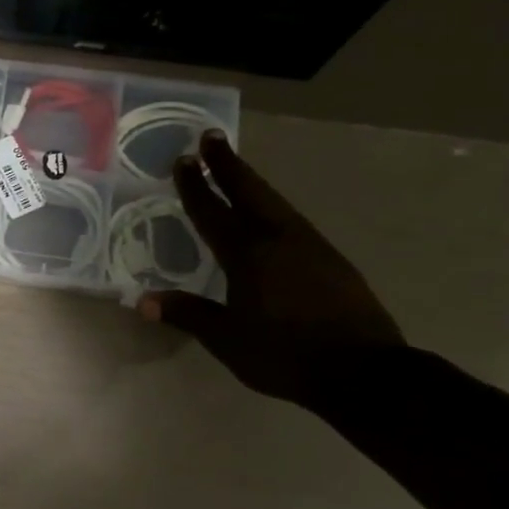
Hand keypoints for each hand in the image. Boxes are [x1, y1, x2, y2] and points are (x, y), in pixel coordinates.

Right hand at [138, 131, 404, 403]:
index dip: (196, 186)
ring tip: (237, 171)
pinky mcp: (332, 260)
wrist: (363, 371)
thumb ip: (188, 314)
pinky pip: (293, 221)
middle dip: (228, 164)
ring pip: (275, 203)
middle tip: (212, 137)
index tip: (183, 160)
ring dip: (252, 183)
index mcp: (248, 255)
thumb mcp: (227, 339)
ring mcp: (311, 246)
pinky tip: (273, 218)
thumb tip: (144, 301)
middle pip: (250, 191)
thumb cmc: (285, 354)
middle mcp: (280, 239)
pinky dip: (274, 207)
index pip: (214, 212)